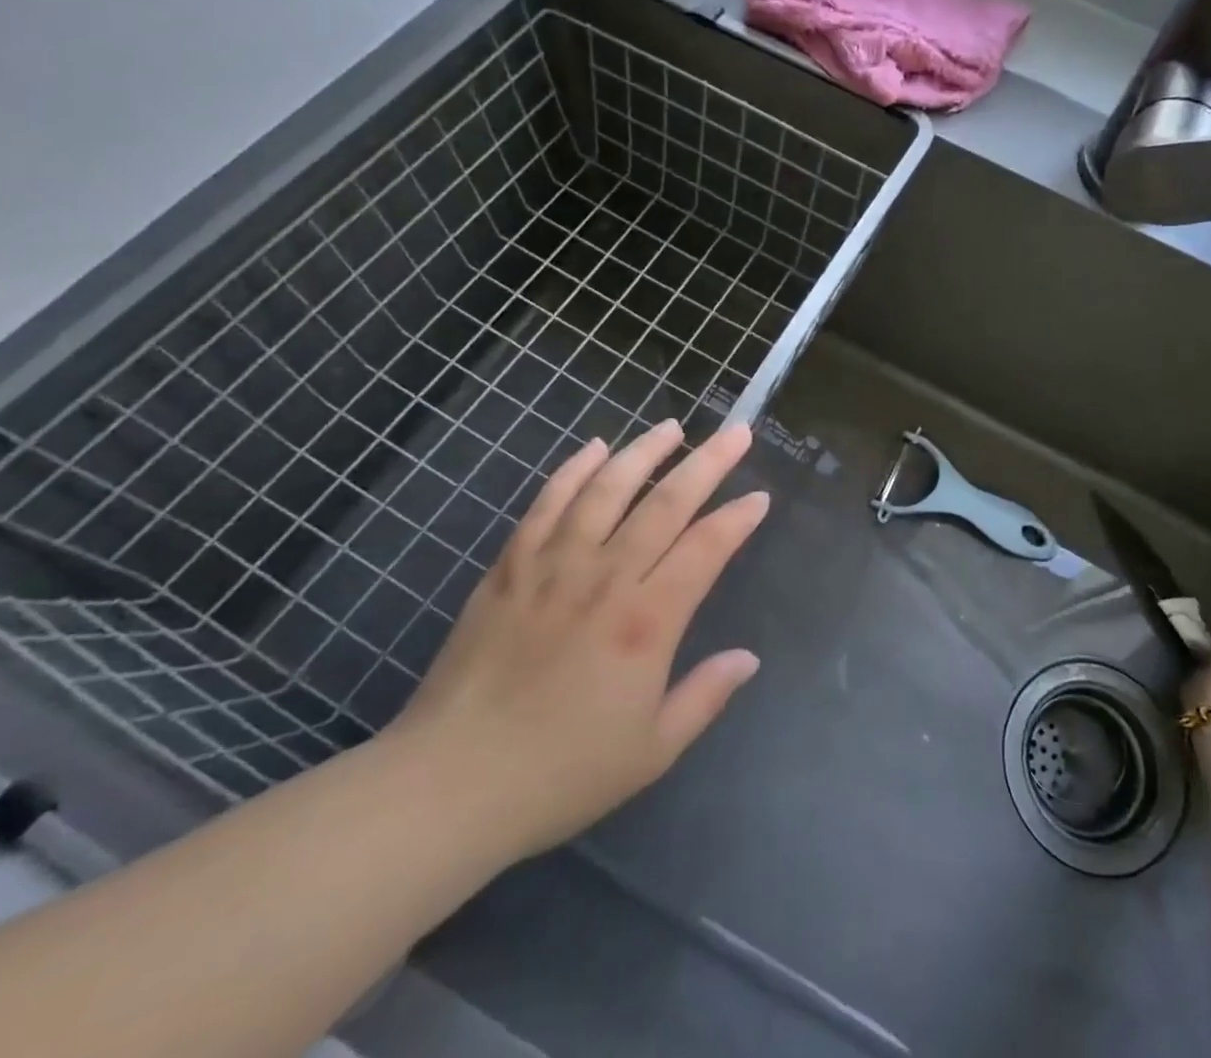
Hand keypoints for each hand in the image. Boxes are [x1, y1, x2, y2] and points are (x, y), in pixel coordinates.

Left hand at [385, 420, 768, 864]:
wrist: (451, 783)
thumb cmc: (561, 773)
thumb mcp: (652, 750)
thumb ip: (705, 696)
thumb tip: (747, 658)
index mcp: (647, 621)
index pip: (705, 548)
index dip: (737, 518)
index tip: (759, 496)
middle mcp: (606, 577)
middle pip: (666, 502)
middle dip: (707, 462)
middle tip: (735, 433)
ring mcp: (554, 564)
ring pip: (608, 488)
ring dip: (644, 452)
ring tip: (671, 427)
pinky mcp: (511, 566)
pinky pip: (548, 502)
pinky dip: (574, 470)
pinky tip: (596, 448)